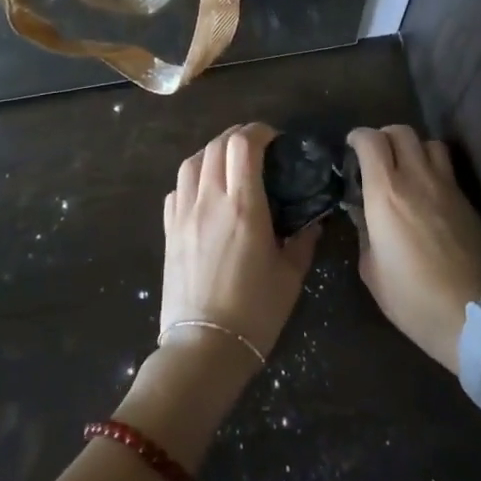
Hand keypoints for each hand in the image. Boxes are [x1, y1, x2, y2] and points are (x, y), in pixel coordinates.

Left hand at [161, 124, 322, 365]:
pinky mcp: (168, 231)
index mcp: (243, 206)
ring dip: (212, 152)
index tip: (275, 140)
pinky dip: (192, 178)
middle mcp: (209, 200)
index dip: (259, 132)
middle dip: (237, 136)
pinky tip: (205, 192)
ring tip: (229, 164)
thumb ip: (303, 239)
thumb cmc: (255, 311)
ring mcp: (183, 214)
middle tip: (257, 148)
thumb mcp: (290, 275)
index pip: (243, 145)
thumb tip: (312, 219)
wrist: (204, 348)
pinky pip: (177, 189)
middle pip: (216, 145)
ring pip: (191, 161)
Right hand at [347, 126, 480, 370]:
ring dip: (413, 148)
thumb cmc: (412, 298)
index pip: (371, 141)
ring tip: (405, 169)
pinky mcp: (468, 201)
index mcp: (386, 193)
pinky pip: (447, 169)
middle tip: (376, 156)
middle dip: (384, 136)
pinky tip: (427, 193)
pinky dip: (433, 169)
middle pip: (402, 131)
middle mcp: (417, 179)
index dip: (358, 137)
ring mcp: (447, 187)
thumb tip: (364, 213)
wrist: (473, 317)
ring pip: (430, 143)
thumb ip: (364, 232)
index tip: (351, 147)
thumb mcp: (372, 270)